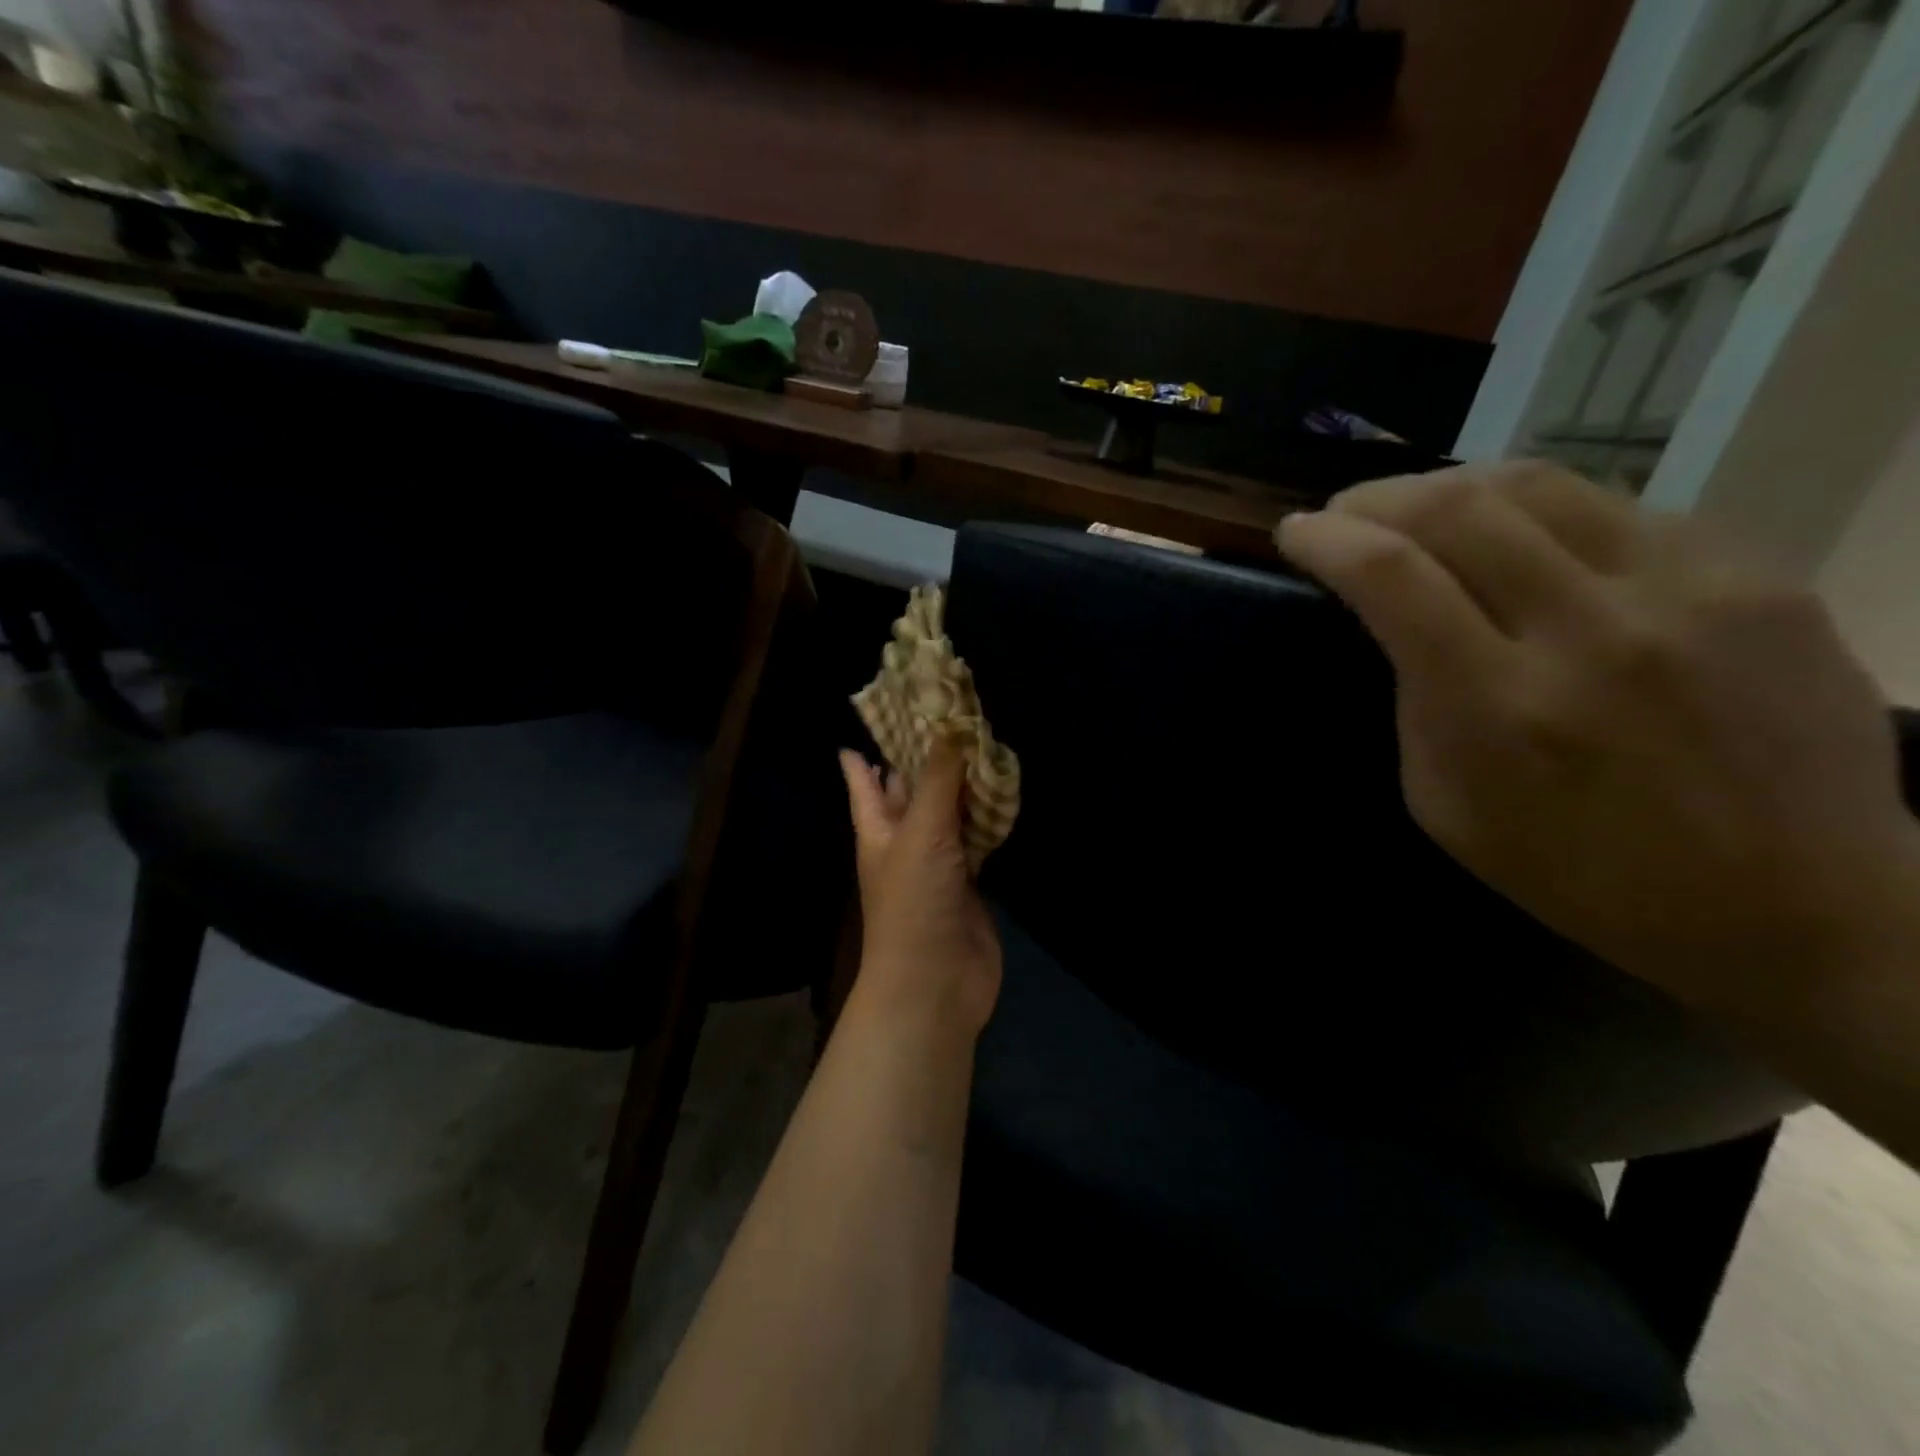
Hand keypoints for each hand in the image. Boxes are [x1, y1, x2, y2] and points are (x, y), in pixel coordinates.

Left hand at [840, 737, 1002, 1037]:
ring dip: (960, 784)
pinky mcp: (971, 879)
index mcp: (877, 829)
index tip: (876, 718)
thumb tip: (949, 724)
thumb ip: (938, 779)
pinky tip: (1002, 791)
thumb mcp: (920, 832)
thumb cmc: (913, 902)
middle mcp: (904, 840)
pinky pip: (978, 836)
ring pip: (948, 811)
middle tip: (943, 717)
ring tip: (978, 741)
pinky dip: (988, 815)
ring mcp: (939, 861)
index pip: (863, 781)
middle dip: (920, 760)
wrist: (937, 980)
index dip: (864, 753)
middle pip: (908, 792)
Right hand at [1276, 461, 1919, 1013]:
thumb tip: (1399, 618)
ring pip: (1540, 484)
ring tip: (1425, 510)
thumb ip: (1415, 701)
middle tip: (1348, 512)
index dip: (1326, 537)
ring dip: (1455, 487)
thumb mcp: (1444, 805)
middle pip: (1457, 507)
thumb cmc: (1580, 872)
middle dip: (1378, 497)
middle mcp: (1591, 632)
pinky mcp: (1759, 577)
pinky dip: (1546, 517)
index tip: (1296, 531)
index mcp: (1498, 706)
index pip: (1390, 575)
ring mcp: (1689, 592)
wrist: (1797, 906)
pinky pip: (1620, 511)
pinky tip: (1531, 544)